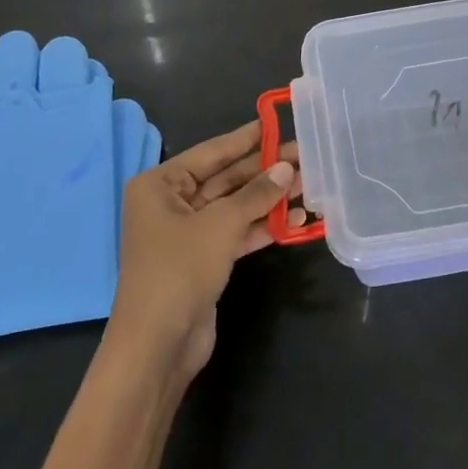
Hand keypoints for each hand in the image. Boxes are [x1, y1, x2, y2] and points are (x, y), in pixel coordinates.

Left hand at [108, 120, 297, 381]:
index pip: (211, 152)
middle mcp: (171, 204)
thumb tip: (287, 168)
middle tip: (305, 157)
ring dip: (269, 199)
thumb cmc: (179, 269)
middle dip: (265, 171)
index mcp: (160, 185)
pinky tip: (296, 220)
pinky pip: (236, 232)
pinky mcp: (203, 259)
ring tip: (309, 186)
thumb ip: (256, 194)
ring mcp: (187, 233)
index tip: (275, 122)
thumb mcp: (221, 224)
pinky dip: (263, 226)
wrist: (158, 345)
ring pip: (234, 206)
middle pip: (225, 179)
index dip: (245, 138)